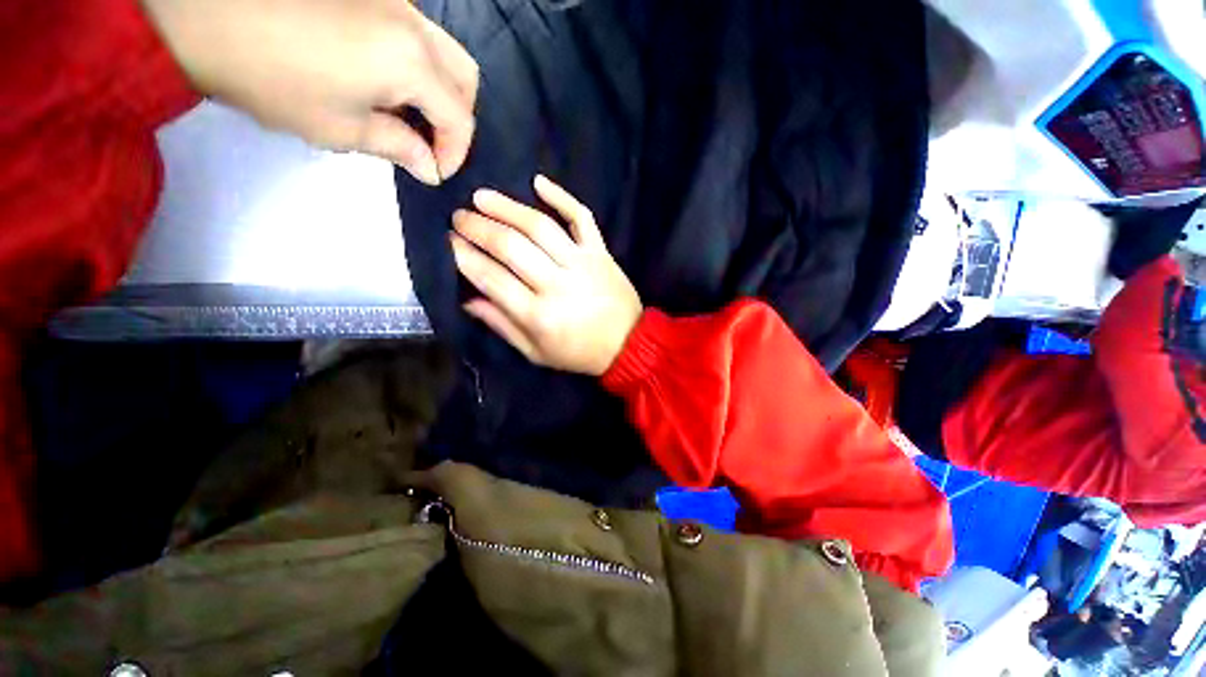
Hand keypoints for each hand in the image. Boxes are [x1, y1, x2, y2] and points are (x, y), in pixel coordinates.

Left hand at [139, 0, 477, 184]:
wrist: (204, 11)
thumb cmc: (271, 78)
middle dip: (457, 117)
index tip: (435, 171)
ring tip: (411, 113)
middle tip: (433, 140)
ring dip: (439, 90)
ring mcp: (393, 2)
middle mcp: (414, 26)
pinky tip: (388, 82)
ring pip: (443, 52)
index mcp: (411, 62)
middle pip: (464, 77)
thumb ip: (397, 147)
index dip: (455, 152)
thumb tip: (430, 168)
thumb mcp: (340, 128)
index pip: (459, 118)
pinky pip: (414, 34)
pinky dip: (417, 66)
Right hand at [451, 176, 643, 375]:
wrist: (628, 344)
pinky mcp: (600, 252)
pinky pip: (581, 218)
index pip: (492, 278)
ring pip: (540, 226)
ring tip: (481, 197)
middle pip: (511, 246)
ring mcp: (582, 263)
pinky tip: (538, 182)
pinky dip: (562, 197)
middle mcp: (558, 284)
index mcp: (539, 315)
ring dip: (507, 207)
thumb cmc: (579, 353)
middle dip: (479, 228)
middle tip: (459, 218)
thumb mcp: (536, 352)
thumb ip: (502, 325)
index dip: (465, 257)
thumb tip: (467, 299)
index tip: (450, 242)